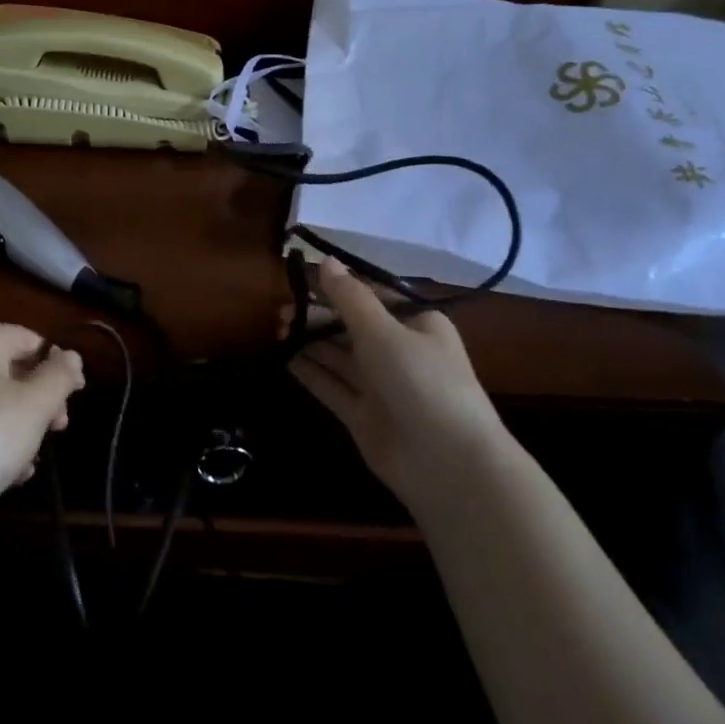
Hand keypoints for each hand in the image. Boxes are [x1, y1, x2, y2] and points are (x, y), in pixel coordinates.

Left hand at [0, 323, 84, 516]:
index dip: (59, 365)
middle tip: (59, 428)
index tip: (76, 397)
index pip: (30, 339)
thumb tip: (71, 356)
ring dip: (24, 428)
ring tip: (33, 458)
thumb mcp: (36, 403)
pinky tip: (13, 474)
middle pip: (14, 370)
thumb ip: (60, 375)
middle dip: (42, 400)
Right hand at [288, 259, 507, 505]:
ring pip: (339, 356)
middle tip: (281, 310)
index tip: (300, 277)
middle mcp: (399, 352)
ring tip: (277, 327)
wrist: (446, 463)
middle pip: (351, 326)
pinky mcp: (363, 414)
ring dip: (310, 340)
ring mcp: (381, 386)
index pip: (372, 296)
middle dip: (318, 315)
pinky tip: (284, 357)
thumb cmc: (422, 382)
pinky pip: (332, 386)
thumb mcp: (384, 331)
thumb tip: (325, 260)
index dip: (337, 286)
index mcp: (417, 324)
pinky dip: (310, 372)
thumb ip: (350, 297)